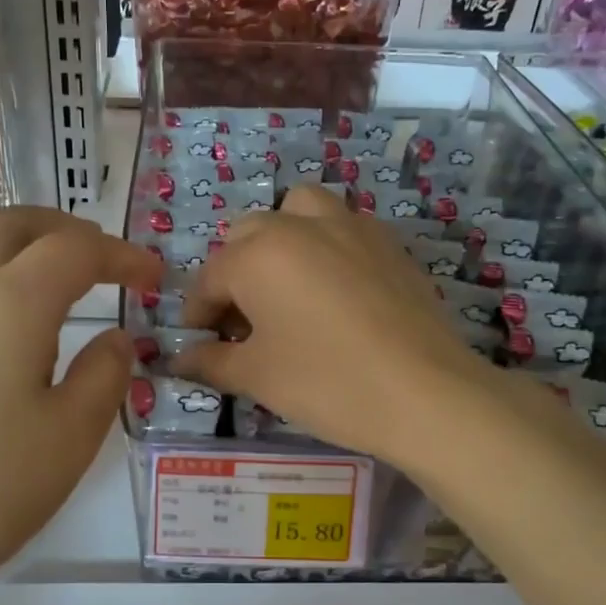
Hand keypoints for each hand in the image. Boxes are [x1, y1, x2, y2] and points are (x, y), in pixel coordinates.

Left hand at [0, 208, 160, 604]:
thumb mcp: (71, 436)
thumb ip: (104, 375)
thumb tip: (116, 338)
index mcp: (11, 303)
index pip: (73, 251)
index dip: (120, 255)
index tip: (154, 278)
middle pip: (10, 225)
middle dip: (64, 229)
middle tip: (103, 259)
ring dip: (19, 242)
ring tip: (53, 275)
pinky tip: (2, 317)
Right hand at [171, 186, 506, 467]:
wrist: (425, 393)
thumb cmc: (327, 382)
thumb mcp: (257, 376)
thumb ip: (211, 361)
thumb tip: (180, 359)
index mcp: (259, 254)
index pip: (210, 278)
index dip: (198, 313)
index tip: (199, 344)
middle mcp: (301, 225)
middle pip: (249, 235)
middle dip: (235, 274)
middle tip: (242, 323)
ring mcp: (351, 227)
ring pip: (299, 211)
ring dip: (281, 240)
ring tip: (286, 287)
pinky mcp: (388, 243)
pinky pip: (343, 227)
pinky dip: (325, 246)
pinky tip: (334, 292)